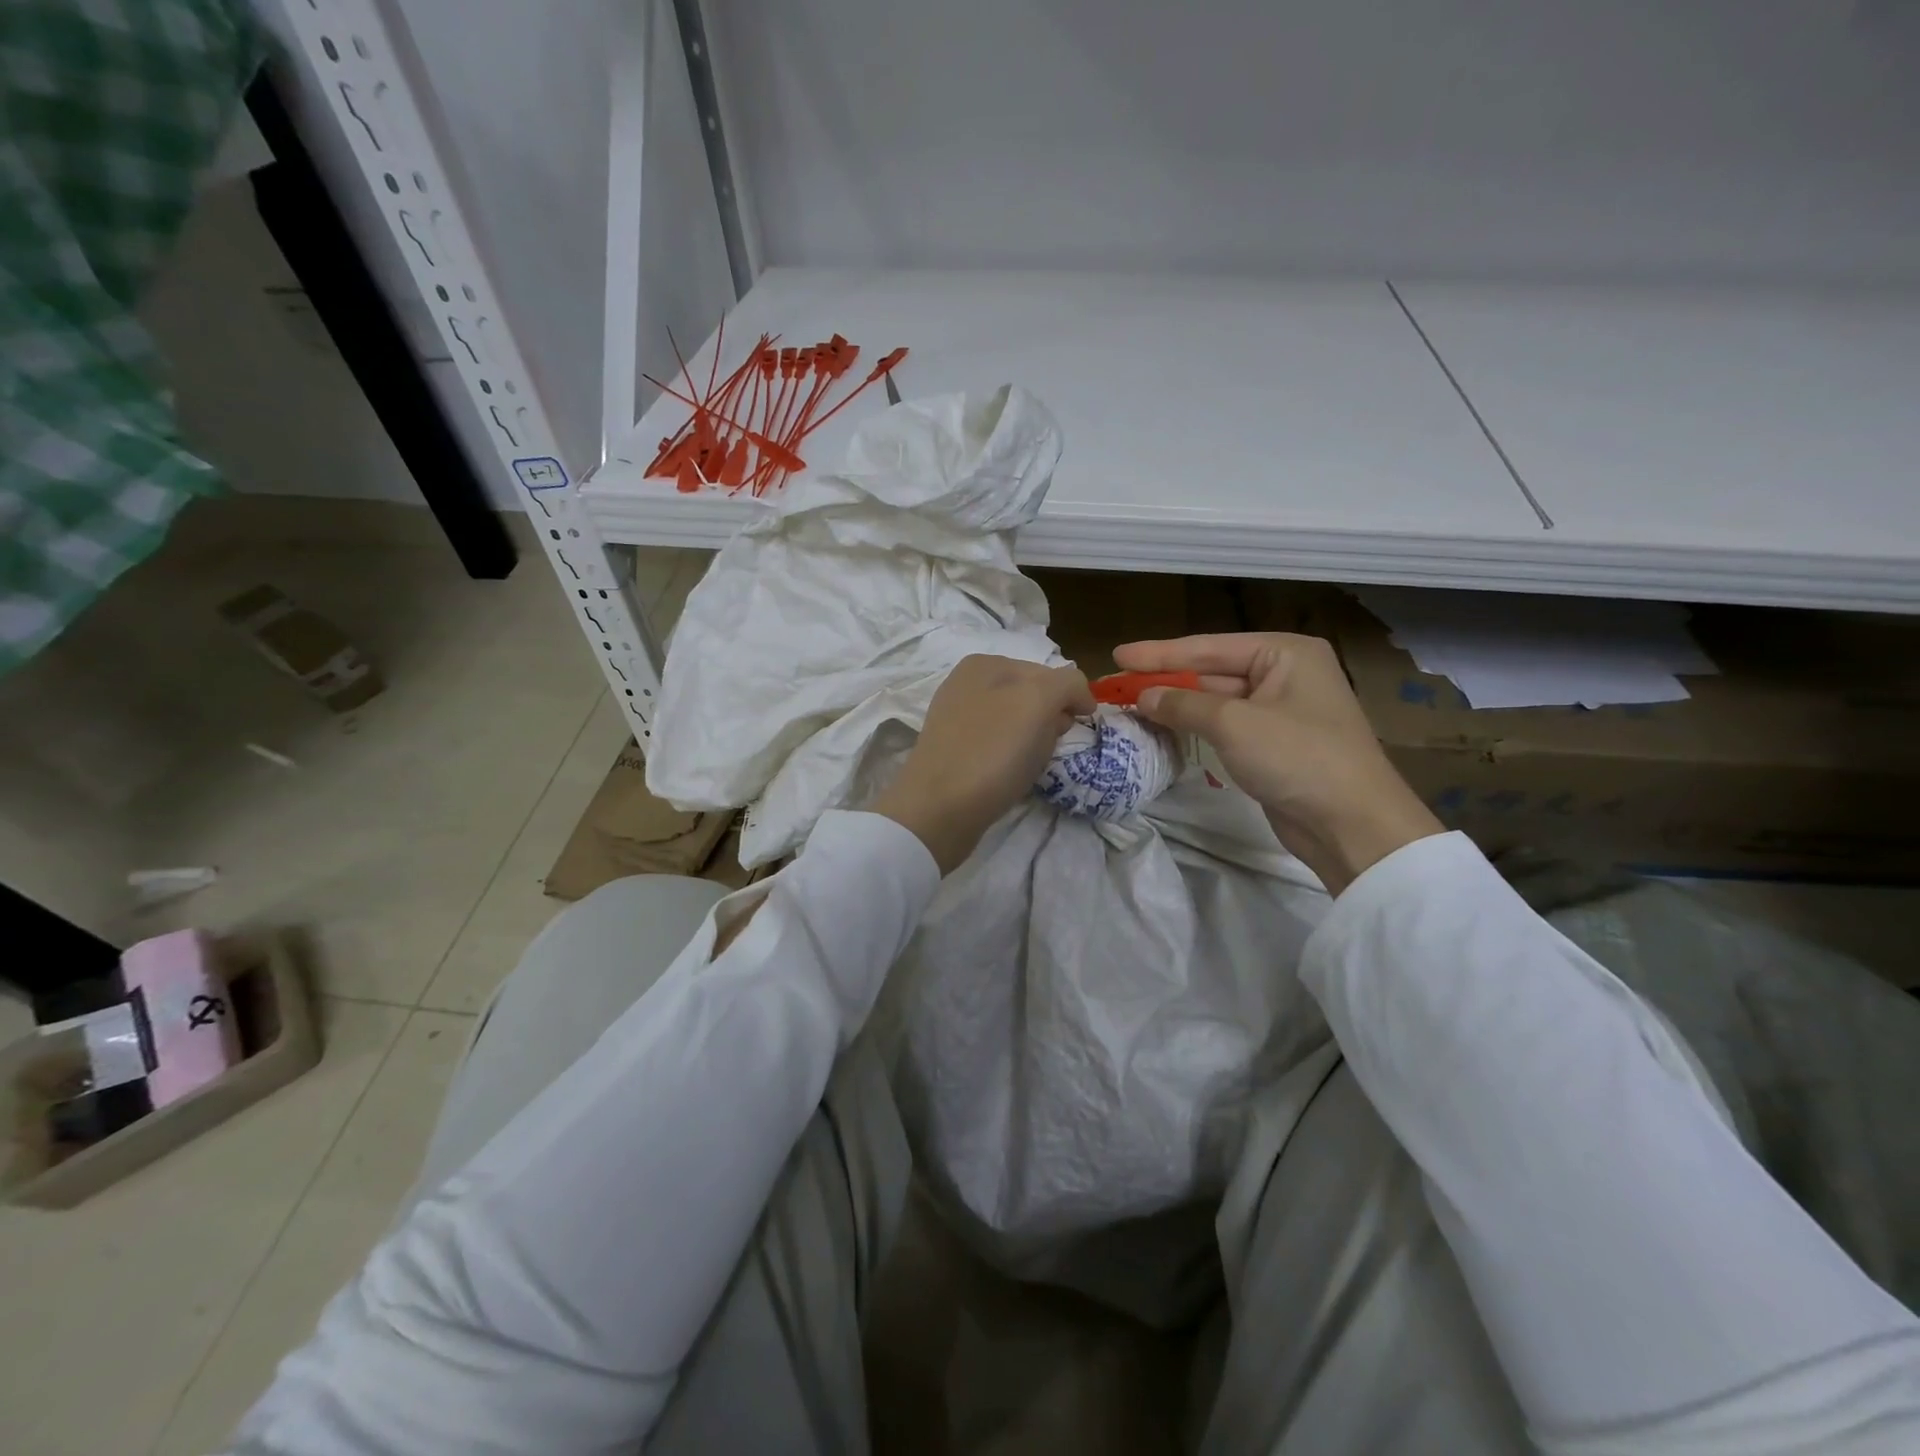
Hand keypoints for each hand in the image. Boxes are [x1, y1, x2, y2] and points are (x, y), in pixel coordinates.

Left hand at [874, 655, 1094, 873]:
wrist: (939, 809)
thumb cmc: (993, 752)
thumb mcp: (1039, 702)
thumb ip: (1066, 684)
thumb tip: (1076, 699)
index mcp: (986, 664)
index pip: (1049, 672)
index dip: (1071, 698)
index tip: (1079, 727)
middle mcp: (967, 684)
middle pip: (1032, 696)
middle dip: (1050, 719)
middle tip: (1052, 746)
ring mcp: (958, 718)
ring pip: (1017, 723)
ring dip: (1032, 740)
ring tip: (1028, 764)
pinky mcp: (955, 751)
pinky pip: (998, 746)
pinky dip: (1011, 758)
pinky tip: (1009, 775)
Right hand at [1113, 633, 1442, 894]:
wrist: (1353, 824)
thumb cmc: (1298, 757)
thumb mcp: (1235, 724)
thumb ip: (1184, 704)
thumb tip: (1143, 697)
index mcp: (1285, 653)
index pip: (1209, 647)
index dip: (1160, 653)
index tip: (1118, 655)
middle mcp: (1284, 675)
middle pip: (1212, 672)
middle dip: (1166, 679)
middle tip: (1118, 684)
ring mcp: (1280, 711)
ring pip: (1216, 701)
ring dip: (1177, 705)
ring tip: (1131, 705)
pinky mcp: (1273, 745)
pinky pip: (1225, 727)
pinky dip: (1194, 727)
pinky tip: (1163, 728)